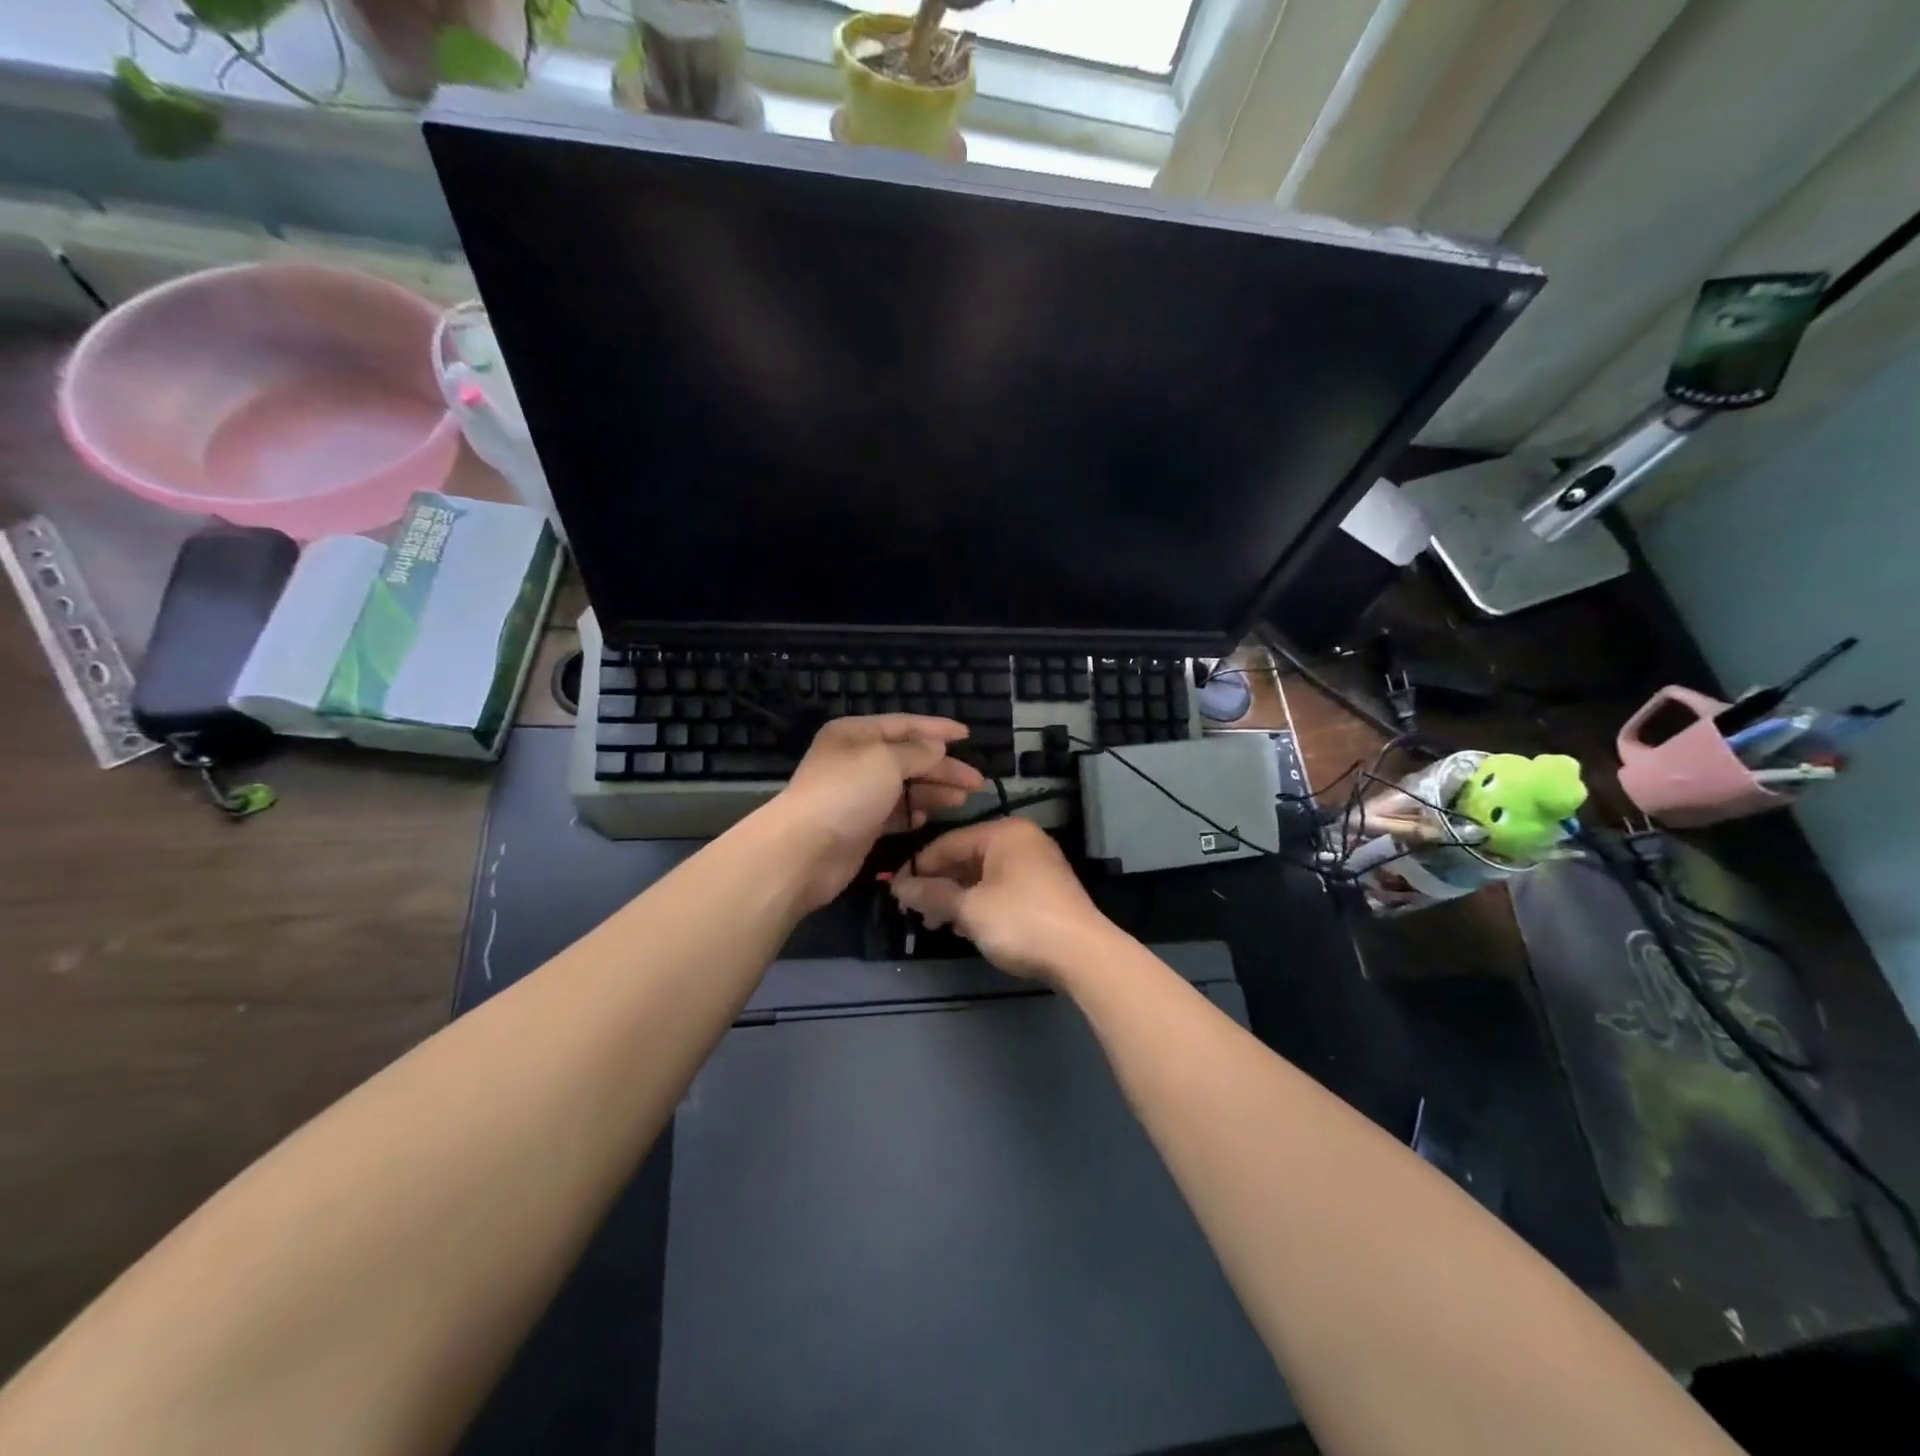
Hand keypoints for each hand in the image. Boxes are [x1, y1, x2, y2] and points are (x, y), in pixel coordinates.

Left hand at [772, 715, 986, 910]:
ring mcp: (858, 794)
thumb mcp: (886, 761)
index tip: (968, 736)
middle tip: (976, 781)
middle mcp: (856, 760)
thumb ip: (917, 752)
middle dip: (943, 768)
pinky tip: (928, 818)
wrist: (805, 850)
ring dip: (934, 792)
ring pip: (905, 787)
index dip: (937, 729)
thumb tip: (936, 747)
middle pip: (908, 758)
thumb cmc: (846, 793)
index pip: (904, 725)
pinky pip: (894, 813)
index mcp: (856, 734)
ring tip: (962, 800)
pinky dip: (912, 813)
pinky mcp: (861, 825)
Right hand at [889, 818, 1114, 982]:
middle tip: (913, 911)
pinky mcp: (1044, 891)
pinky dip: (980, 904)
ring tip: (936, 924)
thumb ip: (932, 895)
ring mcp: (1037, 866)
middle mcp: (1021, 841)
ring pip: (983, 876)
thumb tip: (898, 887)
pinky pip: (1001, 889)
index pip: (948, 842)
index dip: (918, 867)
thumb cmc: (1020, 921)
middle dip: (938, 885)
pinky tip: (965, 927)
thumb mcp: (969, 909)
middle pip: (966, 858)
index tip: (894, 891)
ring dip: (957, 898)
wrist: (1083, 956)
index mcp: (1003, 833)